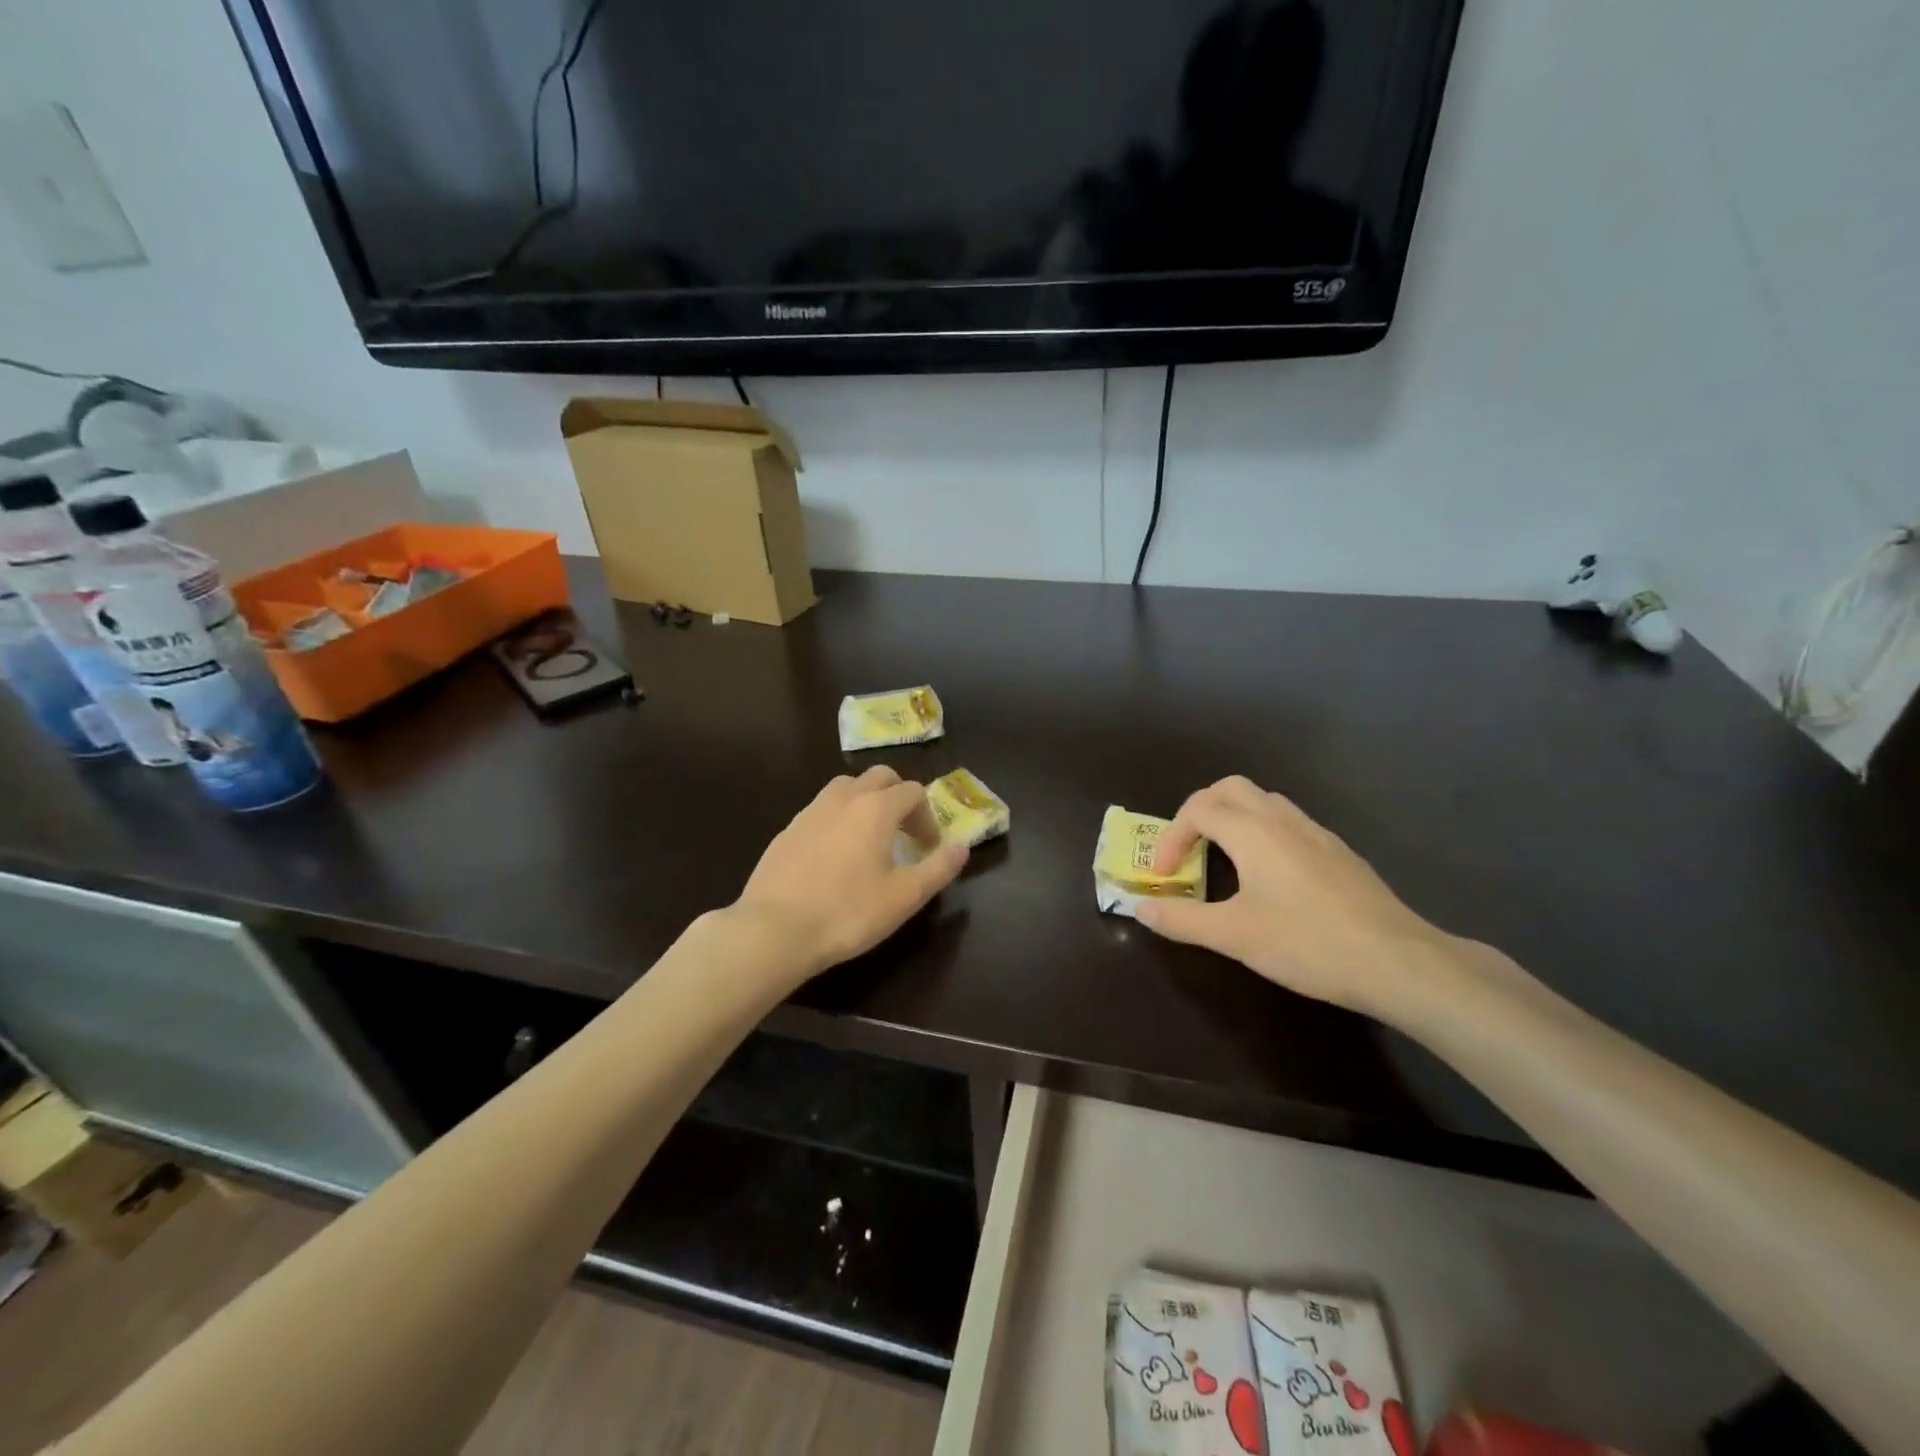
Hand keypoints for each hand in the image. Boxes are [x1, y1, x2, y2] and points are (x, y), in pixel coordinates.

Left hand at [733, 766, 967, 979]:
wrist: (774, 930)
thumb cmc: (848, 913)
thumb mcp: (905, 897)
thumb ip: (939, 868)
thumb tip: (962, 847)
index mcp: (876, 808)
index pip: (913, 791)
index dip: (928, 816)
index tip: (928, 847)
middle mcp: (843, 798)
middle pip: (879, 777)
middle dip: (898, 797)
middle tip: (904, 833)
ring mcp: (811, 810)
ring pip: (846, 787)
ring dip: (866, 801)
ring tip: (869, 838)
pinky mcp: (787, 829)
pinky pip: (821, 809)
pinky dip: (838, 819)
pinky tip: (834, 855)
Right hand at [1135, 776, 1463, 1017]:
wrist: (1398, 961)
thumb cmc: (1307, 943)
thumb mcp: (1233, 936)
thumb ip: (1182, 920)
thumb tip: (1141, 909)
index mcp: (1253, 831)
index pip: (1197, 809)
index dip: (1171, 837)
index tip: (1165, 876)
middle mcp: (1282, 820)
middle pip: (1230, 789)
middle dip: (1199, 811)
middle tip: (1188, 849)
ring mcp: (1316, 833)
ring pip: (1264, 802)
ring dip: (1233, 819)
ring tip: (1222, 859)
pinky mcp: (1338, 852)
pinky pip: (1289, 823)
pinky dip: (1262, 833)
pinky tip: (1269, 877)